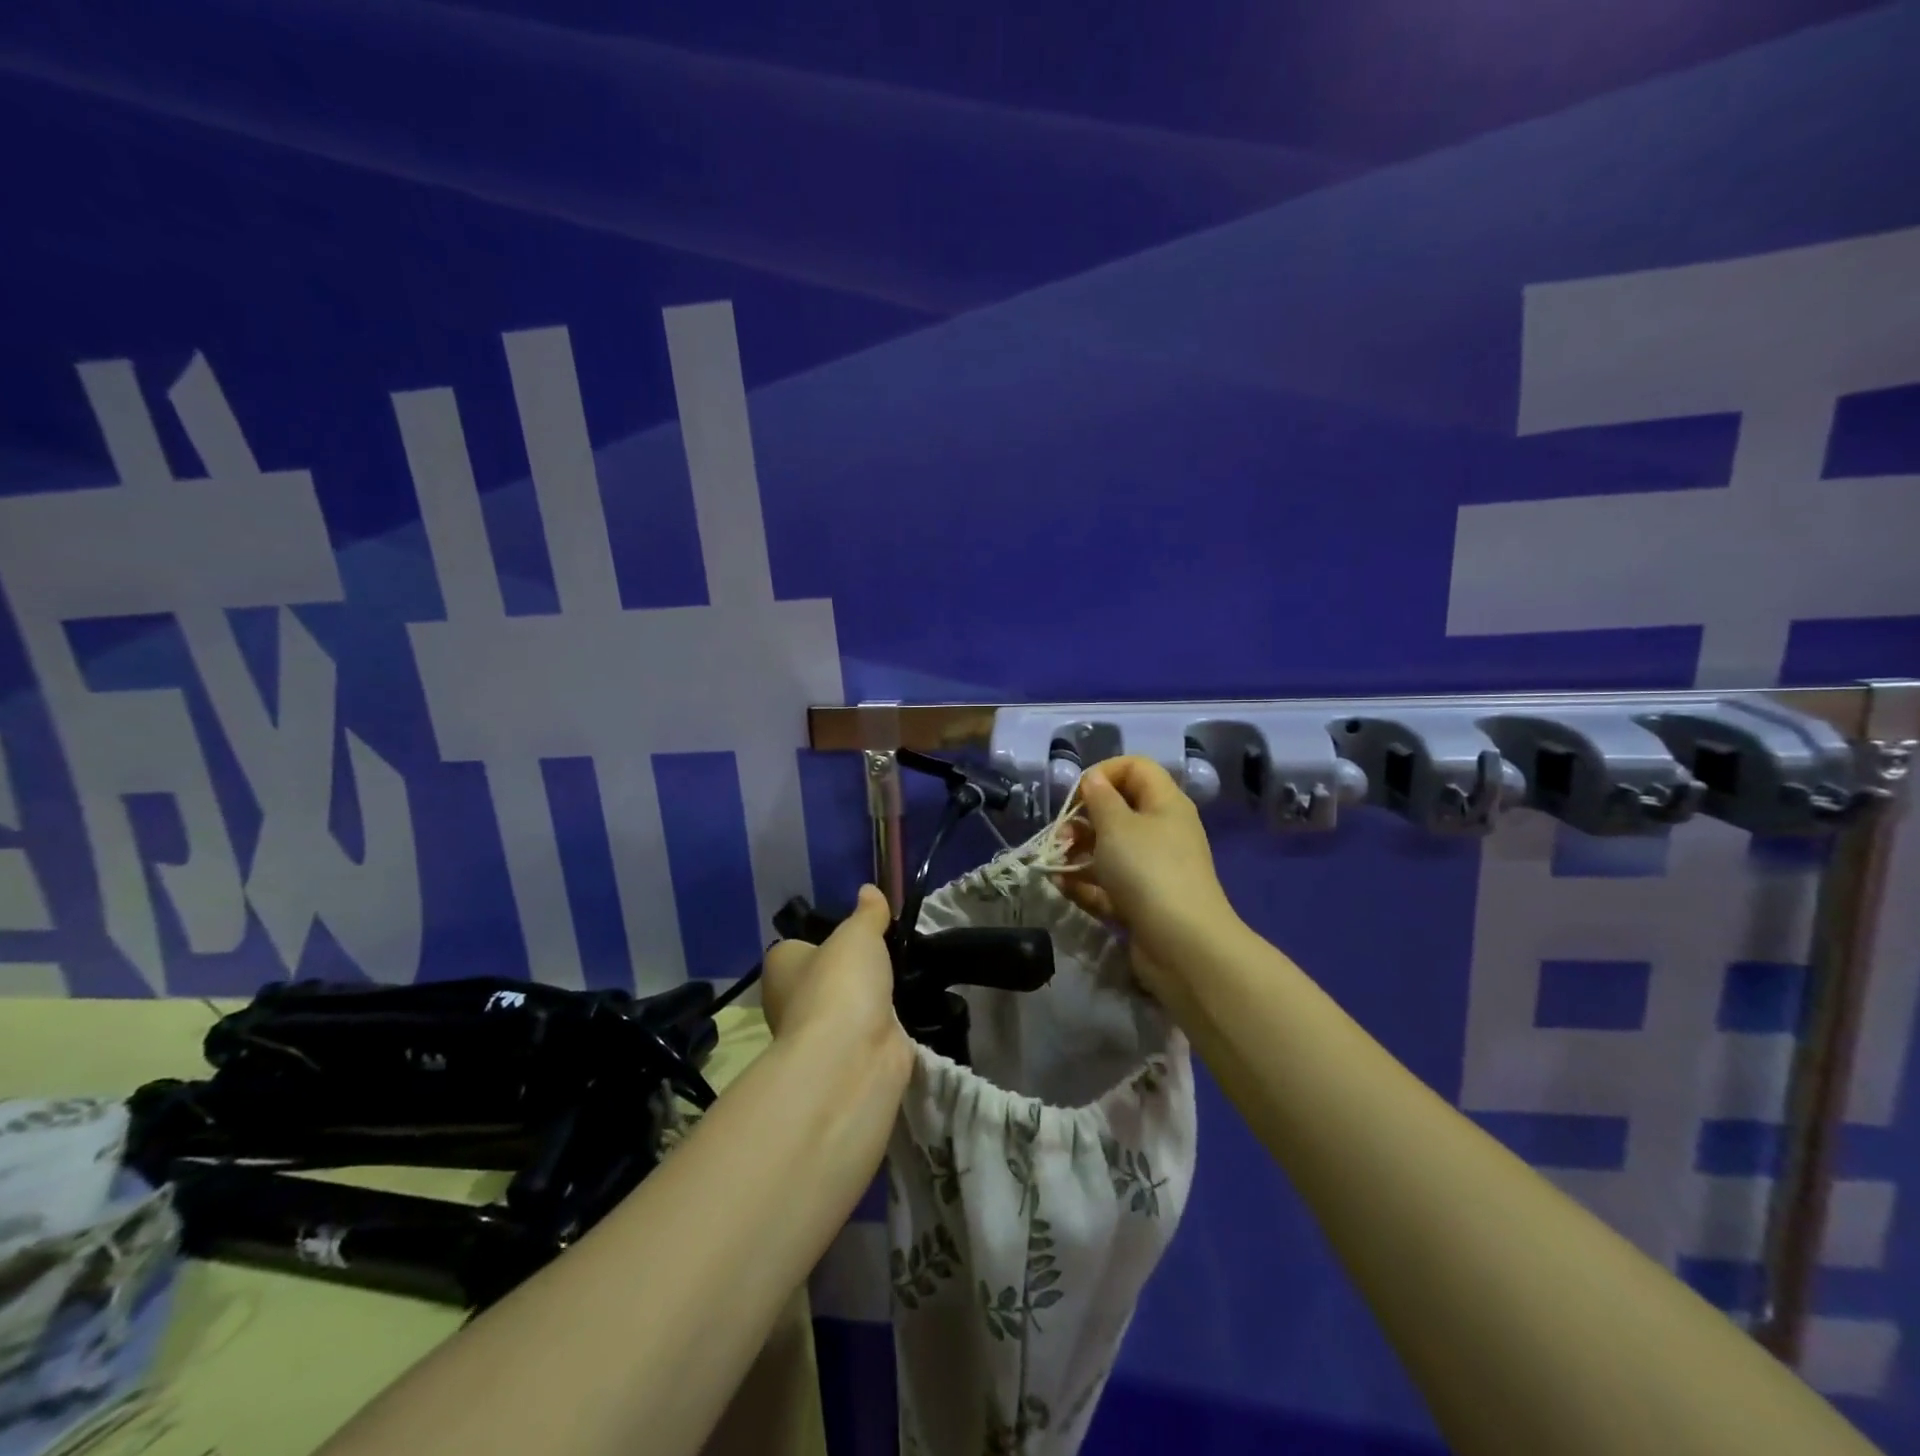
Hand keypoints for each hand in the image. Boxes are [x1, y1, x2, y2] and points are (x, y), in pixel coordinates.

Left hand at [761, 885, 909, 1068]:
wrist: (853, 1055)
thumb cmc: (841, 983)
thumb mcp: (858, 933)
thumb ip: (868, 913)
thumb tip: (869, 890)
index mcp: (780, 966)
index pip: (798, 946)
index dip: (825, 937)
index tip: (857, 931)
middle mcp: (791, 1000)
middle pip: (824, 976)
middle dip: (852, 970)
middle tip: (887, 952)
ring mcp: (819, 1032)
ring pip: (848, 1005)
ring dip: (871, 997)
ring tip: (905, 975)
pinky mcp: (848, 1055)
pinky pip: (868, 1029)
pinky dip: (885, 1022)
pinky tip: (907, 1009)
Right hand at [1060, 757, 1237, 969]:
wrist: (1183, 945)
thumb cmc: (1148, 870)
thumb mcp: (1117, 825)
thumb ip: (1099, 798)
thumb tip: (1093, 779)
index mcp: (1164, 803)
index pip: (1135, 768)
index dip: (1103, 773)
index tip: (1077, 795)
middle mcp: (1162, 831)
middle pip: (1118, 811)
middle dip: (1083, 820)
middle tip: (1061, 836)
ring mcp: (1153, 869)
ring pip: (1110, 851)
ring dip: (1078, 854)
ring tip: (1054, 864)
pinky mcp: (1143, 902)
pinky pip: (1110, 885)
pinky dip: (1086, 885)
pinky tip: (1061, 887)